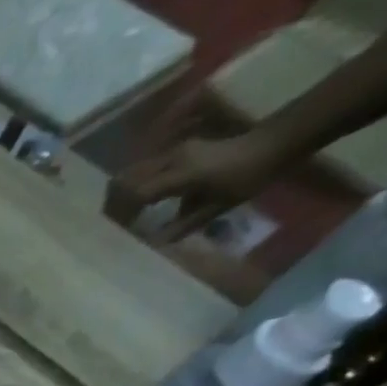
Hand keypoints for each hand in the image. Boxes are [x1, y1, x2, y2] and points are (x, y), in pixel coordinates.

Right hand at [109, 127, 290, 241]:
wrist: (277, 141)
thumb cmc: (250, 176)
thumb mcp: (218, 206)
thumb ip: (183, 225)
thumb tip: (153, 244)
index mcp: (181, 174)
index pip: (136, 195)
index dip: (120, 214)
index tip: (112, 232)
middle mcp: (172, 159)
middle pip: (126, 180)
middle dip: (113, 203)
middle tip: (109, 224)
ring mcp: (174, 152)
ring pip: (133, 172)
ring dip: (123, 193)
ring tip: (120, 214)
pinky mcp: (179, 150)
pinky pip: (147, 168)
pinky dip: (137, 185)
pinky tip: (140, 200)